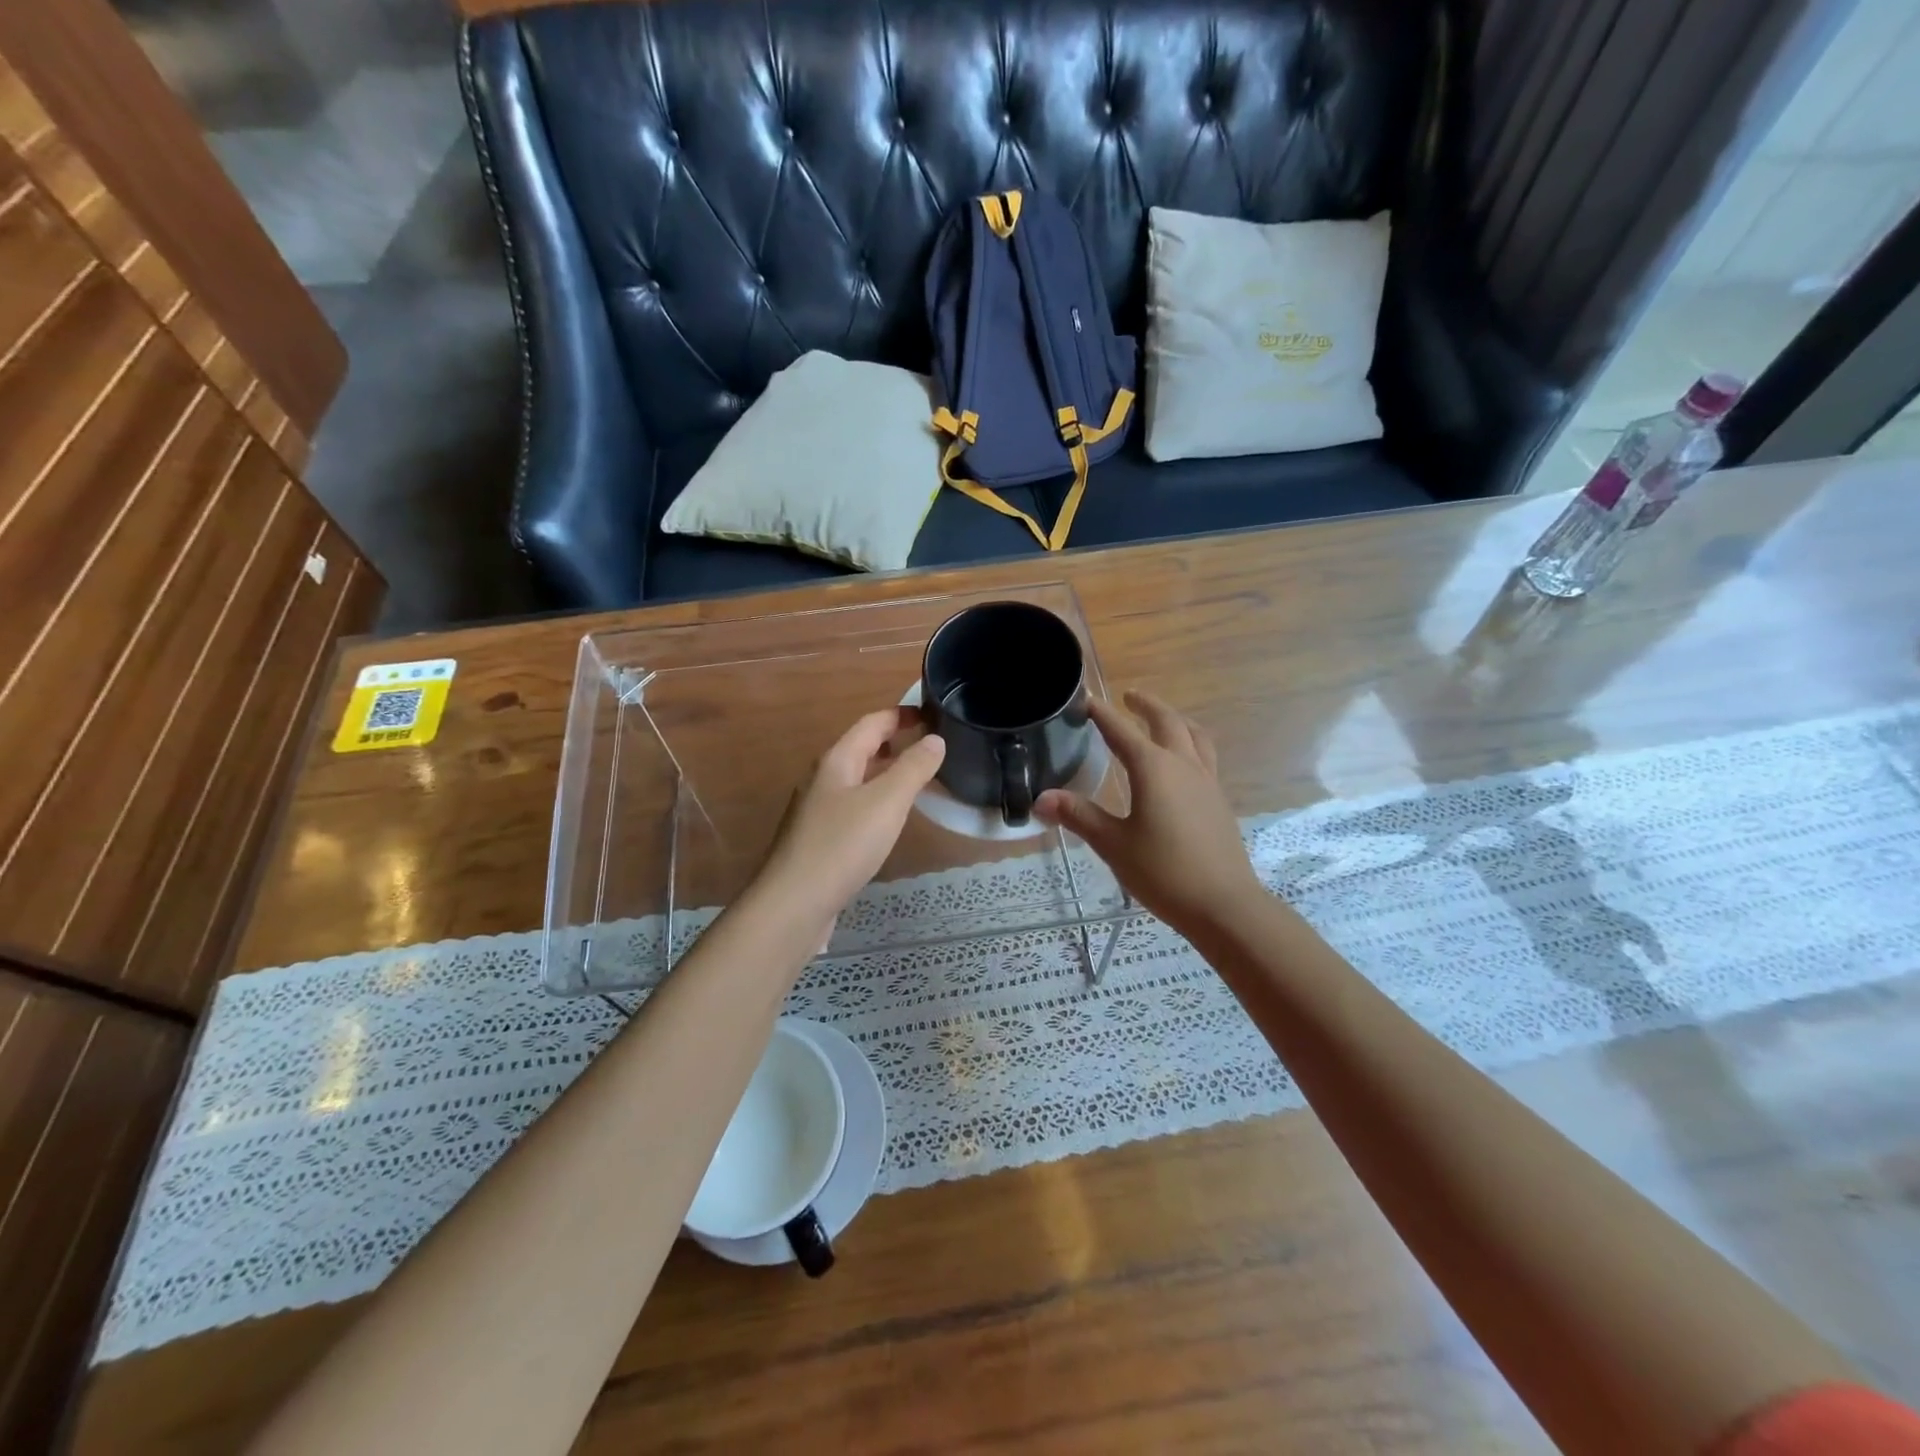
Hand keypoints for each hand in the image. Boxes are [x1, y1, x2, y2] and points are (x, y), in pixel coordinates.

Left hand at [752, 708, 945, 942]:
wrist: (793, 904)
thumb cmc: (842, 846)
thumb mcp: (887, 802)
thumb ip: (913, 768)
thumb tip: (935, 739)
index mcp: (836, 761)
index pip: (872, 723)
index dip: (901, 715)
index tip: (931, 714)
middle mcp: (822, 779)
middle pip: (861, 749)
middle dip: (894, 742)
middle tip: (929, 746)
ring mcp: (816, 811)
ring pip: (856, 779)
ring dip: (884, 773)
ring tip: (916, 780)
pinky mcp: (817, 840)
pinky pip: (851, 807)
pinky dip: (875, 801)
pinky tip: (888, 821)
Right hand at [1036, 690, 1263, 935]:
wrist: (1223, 905)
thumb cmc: (1163, 872)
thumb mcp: (1113, 844)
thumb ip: (1078, 816)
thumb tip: (1041, 798)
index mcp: (1154, 768)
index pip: (1121, 731)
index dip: (1101, 714)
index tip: (1085, 700)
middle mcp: (1183, 765)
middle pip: (1167, 721)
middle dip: (1146, 705)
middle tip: (1128, 696)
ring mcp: (1207, 781)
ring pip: (1194, 735)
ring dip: (1175, 719)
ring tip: (1162, 720)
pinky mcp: (1218, 800)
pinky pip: (1205, 756)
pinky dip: (1190, 743)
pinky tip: (1182, 764)